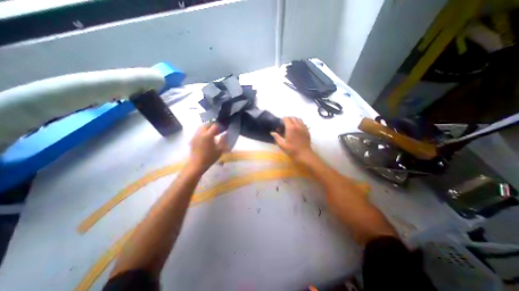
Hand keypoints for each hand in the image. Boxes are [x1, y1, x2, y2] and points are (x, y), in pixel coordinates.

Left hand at [188, 122, 226, 173]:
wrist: (197, 164)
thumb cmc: (210, 158)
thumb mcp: (220, 150)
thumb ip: (223, 140)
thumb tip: (226, 134)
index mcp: (208, 135)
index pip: (214, 126)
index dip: (220, 126)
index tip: (223, 130)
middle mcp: (200, 133)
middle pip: (207, 124)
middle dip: (213, 126)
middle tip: (218, 131)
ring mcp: (195, 135)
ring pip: (201, 127)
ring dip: (207, 128)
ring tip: (212, 134)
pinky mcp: (192, 139)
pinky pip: (198, 131)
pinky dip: (203, 131)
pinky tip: (206, 138)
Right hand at [272, 116, 310, 161]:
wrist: (304, 154)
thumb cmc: (292, 150)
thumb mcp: (282, 144)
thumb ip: (276, 137)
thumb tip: (272, 132)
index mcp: (290, 128)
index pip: (286, 118)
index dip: (282, 120)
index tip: (280, 125)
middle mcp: (298, 125)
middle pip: (292, 117)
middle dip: (288, 119)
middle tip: (284, 125)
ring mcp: (303, 127)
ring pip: (298, 119)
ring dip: (294, 120)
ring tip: (291, 126)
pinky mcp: (307, 130)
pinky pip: (303, 123)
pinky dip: (299, 123)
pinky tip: (296, 129)